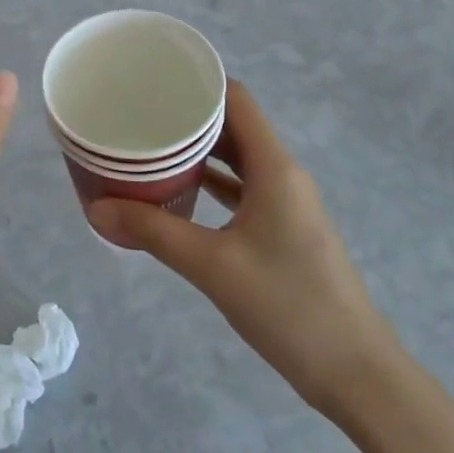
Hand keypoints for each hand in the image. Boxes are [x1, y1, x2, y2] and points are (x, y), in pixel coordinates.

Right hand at [86, 81, 398, 421]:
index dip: (198, 81)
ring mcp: (285, 202)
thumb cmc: (288, 307)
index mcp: (274, 167)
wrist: (355, 374)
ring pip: (237, 158)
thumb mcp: (213, 266)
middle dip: (189, 114)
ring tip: (150, 143)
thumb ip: (154, 232)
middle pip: (234, 125)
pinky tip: (179, 190)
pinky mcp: (283, 229)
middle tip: (139, 111)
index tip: (155, 78)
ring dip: (199, 149)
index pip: (236, 99)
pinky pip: (242, 188)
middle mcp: (282, 174)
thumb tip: (97, 208)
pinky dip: (212, 182)